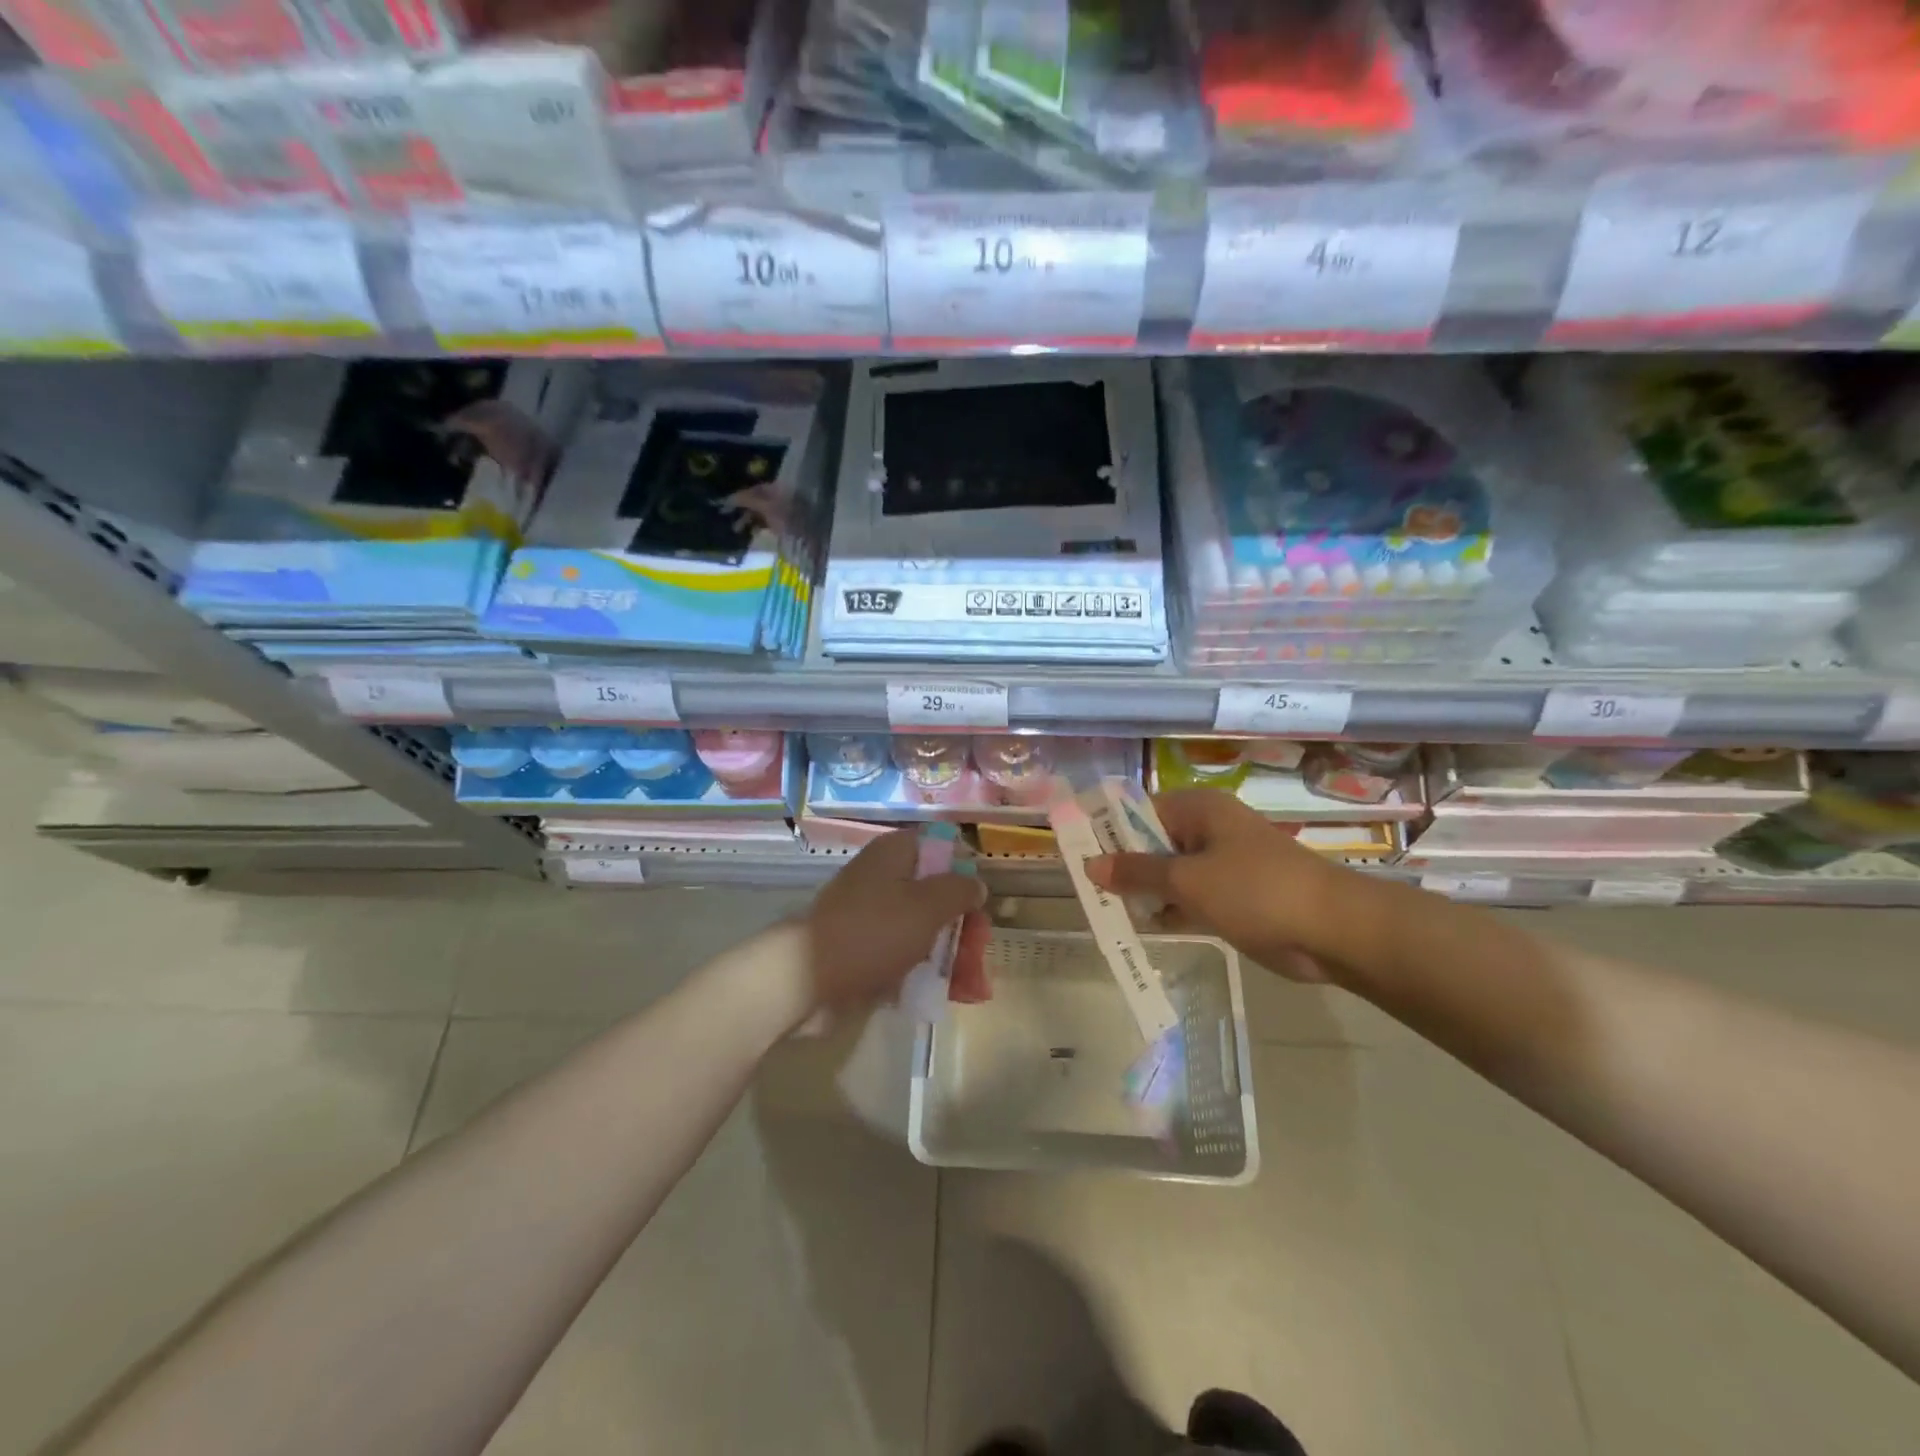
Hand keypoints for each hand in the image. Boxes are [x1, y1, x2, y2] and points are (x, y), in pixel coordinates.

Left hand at [805, 829, 988, 1008]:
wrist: (807, 979)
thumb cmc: (873, 931)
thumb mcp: (927, 905)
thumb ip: (959, 891)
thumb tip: (976, 884)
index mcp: (895, 854)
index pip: (940, 850)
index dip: (964, 874)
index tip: (980, 904)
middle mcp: (884, 879)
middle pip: (936, 895)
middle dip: (964, 926)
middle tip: (979, 954)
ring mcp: (873, 916)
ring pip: (924, 929)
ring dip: (952, 955)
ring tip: (972, 988)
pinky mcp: (865, 950)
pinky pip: (905, 955)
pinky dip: (927, 972)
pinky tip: (949, 995)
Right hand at [1087, 789, 1361, 981]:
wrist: (1334, 931)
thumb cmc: (1256, 890)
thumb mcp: (1188, 881)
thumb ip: (1137, 873)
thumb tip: (1090, 865)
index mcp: (1200, 811)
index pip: (1140, 811)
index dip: (1109, 831)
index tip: (1080, 854)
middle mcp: (1209, 831)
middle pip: (1153, 843)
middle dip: (1124, 867)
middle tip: (1089, 890)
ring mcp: (1222, 866)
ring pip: (1170, 874)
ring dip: (1145, 892)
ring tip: (1107, 911)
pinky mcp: (1234, 898)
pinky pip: (1190, 899)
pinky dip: (1170, 911)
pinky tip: (1143, 928)